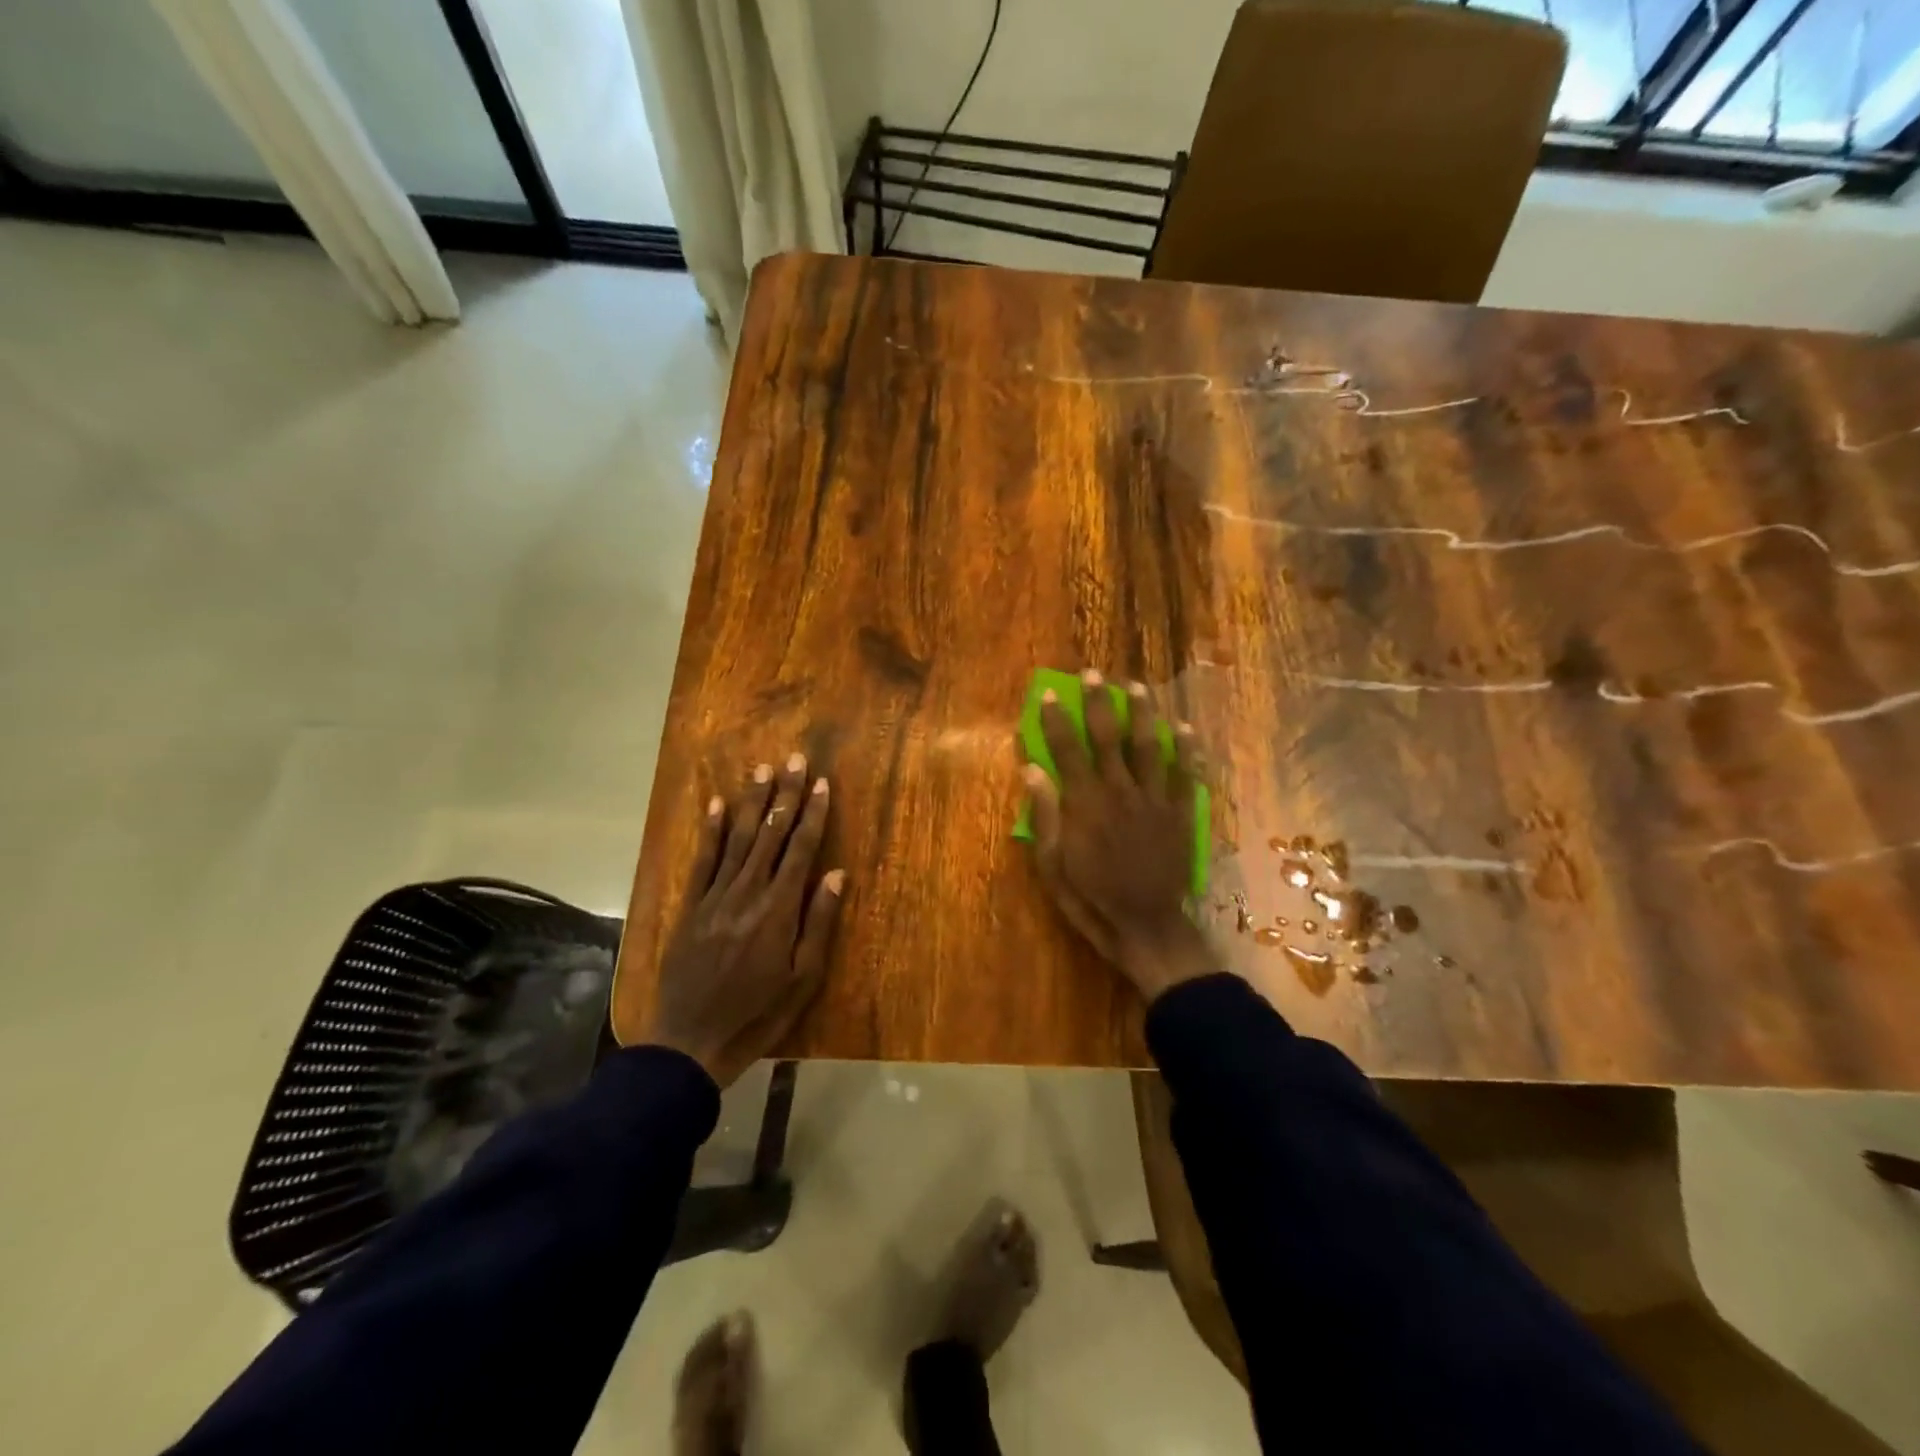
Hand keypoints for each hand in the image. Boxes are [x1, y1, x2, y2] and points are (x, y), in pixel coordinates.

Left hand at [642, 754, 844, 1086]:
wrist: (690, 1041)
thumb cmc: (757, 1014)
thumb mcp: (802, 979)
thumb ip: (818, 922)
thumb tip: (836, 873)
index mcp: (778, 910)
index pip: (800, 850)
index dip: (812, 814)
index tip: (822, 784)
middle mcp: (747, 893)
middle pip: (771, 835)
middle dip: (785, 795)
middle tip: (795, 759)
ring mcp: (715, 898)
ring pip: (738, 839)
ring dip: (753, 803)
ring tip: (763, 770)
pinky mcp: (690, 907)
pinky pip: (703, 861)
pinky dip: (712, 831)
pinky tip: (718, 805)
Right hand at [1023, 671, 1214, 1003]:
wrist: (1147, 926)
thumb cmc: (1091, 899)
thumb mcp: (1052, 865)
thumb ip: (1044, 816)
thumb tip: (1032, 771)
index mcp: (1084, 804)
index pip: (1066, 750)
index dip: (1055, 720)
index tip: (1049, 694)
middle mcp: (1118, 791)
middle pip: (1107, 737)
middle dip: (1097, 702)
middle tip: (1093, 674)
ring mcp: (1153, 800)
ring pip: (1148, 746)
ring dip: (1142, 714)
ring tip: (1136, 687)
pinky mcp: (1179, 813)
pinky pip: (1184, 774)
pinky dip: (1185, 750)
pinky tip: (1184, 728)